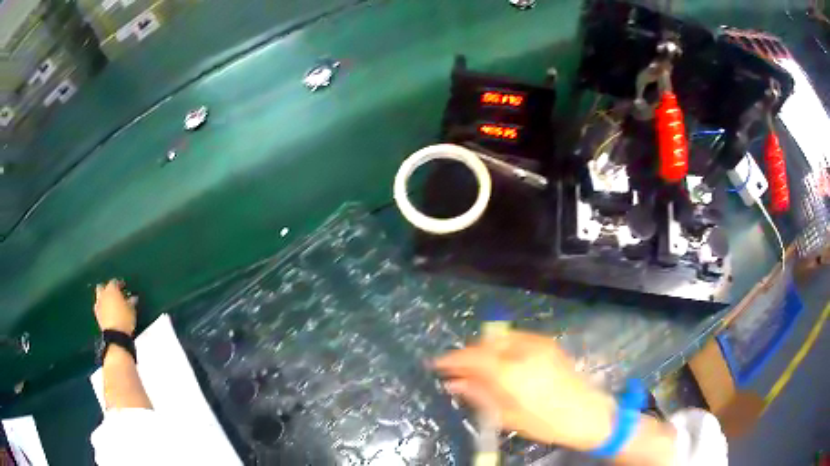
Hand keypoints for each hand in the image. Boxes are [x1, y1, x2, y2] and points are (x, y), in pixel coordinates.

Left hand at [94, 279, 137, 334]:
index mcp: (112, 289)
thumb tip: (133, 298)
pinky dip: (102, 307)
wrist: (115, 335)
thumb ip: (131, 302)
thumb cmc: (125, 319)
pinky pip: (98, 307)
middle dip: (106, 288)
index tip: (124, 286)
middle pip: (102, 286)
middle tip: (113, 294)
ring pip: (99, 296)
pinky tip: (106, 312)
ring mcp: (98, 304)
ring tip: (110, 304)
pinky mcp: (97, 315)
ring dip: (103, 298)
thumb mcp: (131, 310)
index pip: (114, 281)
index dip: (119, 283)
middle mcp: (103, 294)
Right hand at [433, 331, 616, 451]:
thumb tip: (455, 383)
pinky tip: (501, 363)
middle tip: (458, 371)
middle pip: (485, 343)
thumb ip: (480, 395)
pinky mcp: (548, 343)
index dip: (452, 359)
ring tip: (478, 368)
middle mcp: (524, 350)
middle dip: (469, 354)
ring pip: (500, 338)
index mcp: (512, 372)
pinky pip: (516, 338)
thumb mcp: (508, 416)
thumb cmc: (546, 422)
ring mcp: (538, 343)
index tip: (437, 364)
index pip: (473, 357)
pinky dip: (502, 346)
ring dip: (485, 349)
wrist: (587, 413)